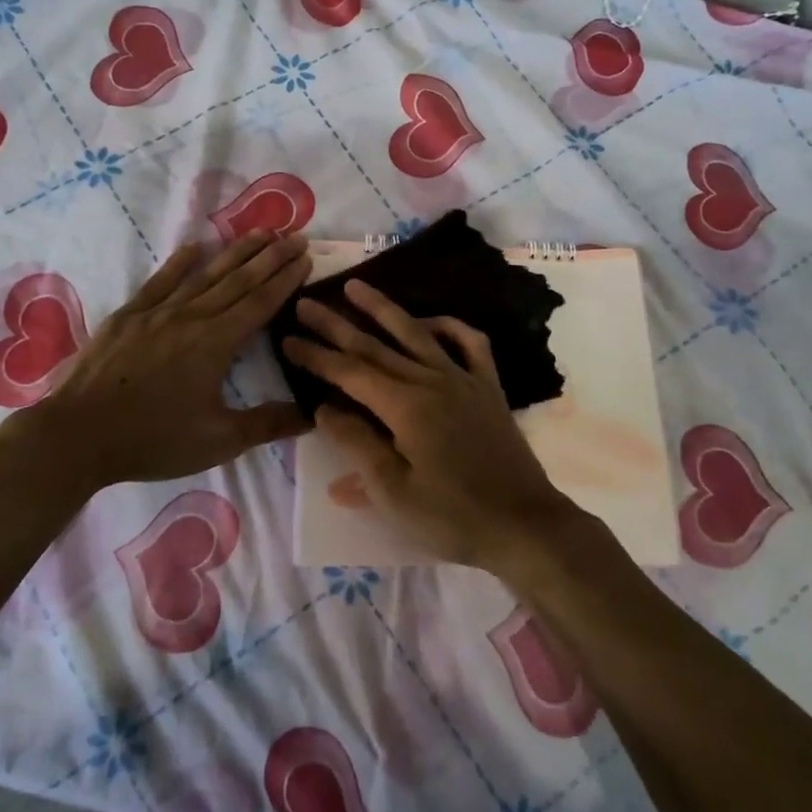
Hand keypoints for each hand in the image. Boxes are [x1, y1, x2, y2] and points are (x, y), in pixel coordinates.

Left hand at [0, 232, 311, 503]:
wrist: (78, 435)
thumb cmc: (153, 440)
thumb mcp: (218, 441)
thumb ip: (267, 424)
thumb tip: (313, 414)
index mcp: (216, 344)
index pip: (260, 303)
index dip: (285, 279)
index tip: (305, 256)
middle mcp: (191, 317)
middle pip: (238, 280)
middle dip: (270, 257)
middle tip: (295, 235)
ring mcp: (157, 313)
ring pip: (204, 275)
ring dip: (235, 252)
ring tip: (259, 233)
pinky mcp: (128, 316)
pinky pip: (160, 282)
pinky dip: (180, 262)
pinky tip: (194, 246)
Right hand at [281, 281, 579, 571]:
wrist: (523, 525)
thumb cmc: (452, 516)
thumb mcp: (393, 491)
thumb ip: (357, 444)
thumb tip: (326, 408)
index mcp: (404, 405)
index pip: (349, 372)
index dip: (316, 355)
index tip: (288, 338)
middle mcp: (431, 380)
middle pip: (374, 345)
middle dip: (336, 324)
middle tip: (306, 303)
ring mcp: (463, 379)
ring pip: (416, 333)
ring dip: (383, 308)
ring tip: (356, 286)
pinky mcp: (488, 387)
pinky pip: (469, 344)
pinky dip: (448, 326)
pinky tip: (430, 322)